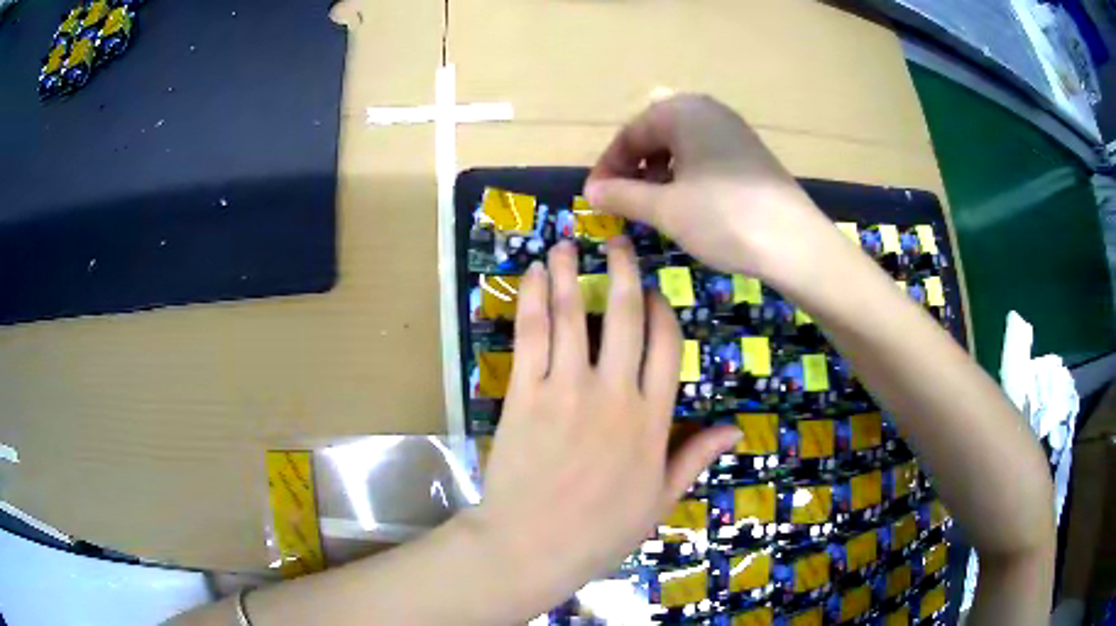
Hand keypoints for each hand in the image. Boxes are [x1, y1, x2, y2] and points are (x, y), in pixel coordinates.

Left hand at [473, 238, 740, 613]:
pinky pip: (531, 335)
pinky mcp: (525, 394)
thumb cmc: (600, 530)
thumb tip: (735, 428)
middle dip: (621, 272)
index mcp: (652, 420)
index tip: (654, 289)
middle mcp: (614, 393)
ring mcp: (567, 390)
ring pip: (572, 315)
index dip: (661, 309)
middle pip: (623, 316)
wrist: (534, 546)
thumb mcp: (660, 500)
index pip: (665, 345)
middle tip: (617, 243)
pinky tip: (531, 274)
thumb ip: (695, 458)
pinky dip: (531, 299)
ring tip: (566, 244)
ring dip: (568, 273)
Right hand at [585, 94, 835, 286]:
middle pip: (655, 135)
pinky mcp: (750, 154)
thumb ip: (621, 195)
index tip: (593, 198)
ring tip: (653, 207)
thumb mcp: (665, 209)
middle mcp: (708, 111)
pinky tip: (687, 204)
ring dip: (659, 173)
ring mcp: (733, 131)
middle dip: (634, 168)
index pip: (630, 134)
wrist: (795, 244)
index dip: (607, 167)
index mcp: (682, 112)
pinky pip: (705, 157)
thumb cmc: (724, 218)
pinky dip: (686, 177)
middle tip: (622, 202)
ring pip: (681, 146)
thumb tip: (590, 191)